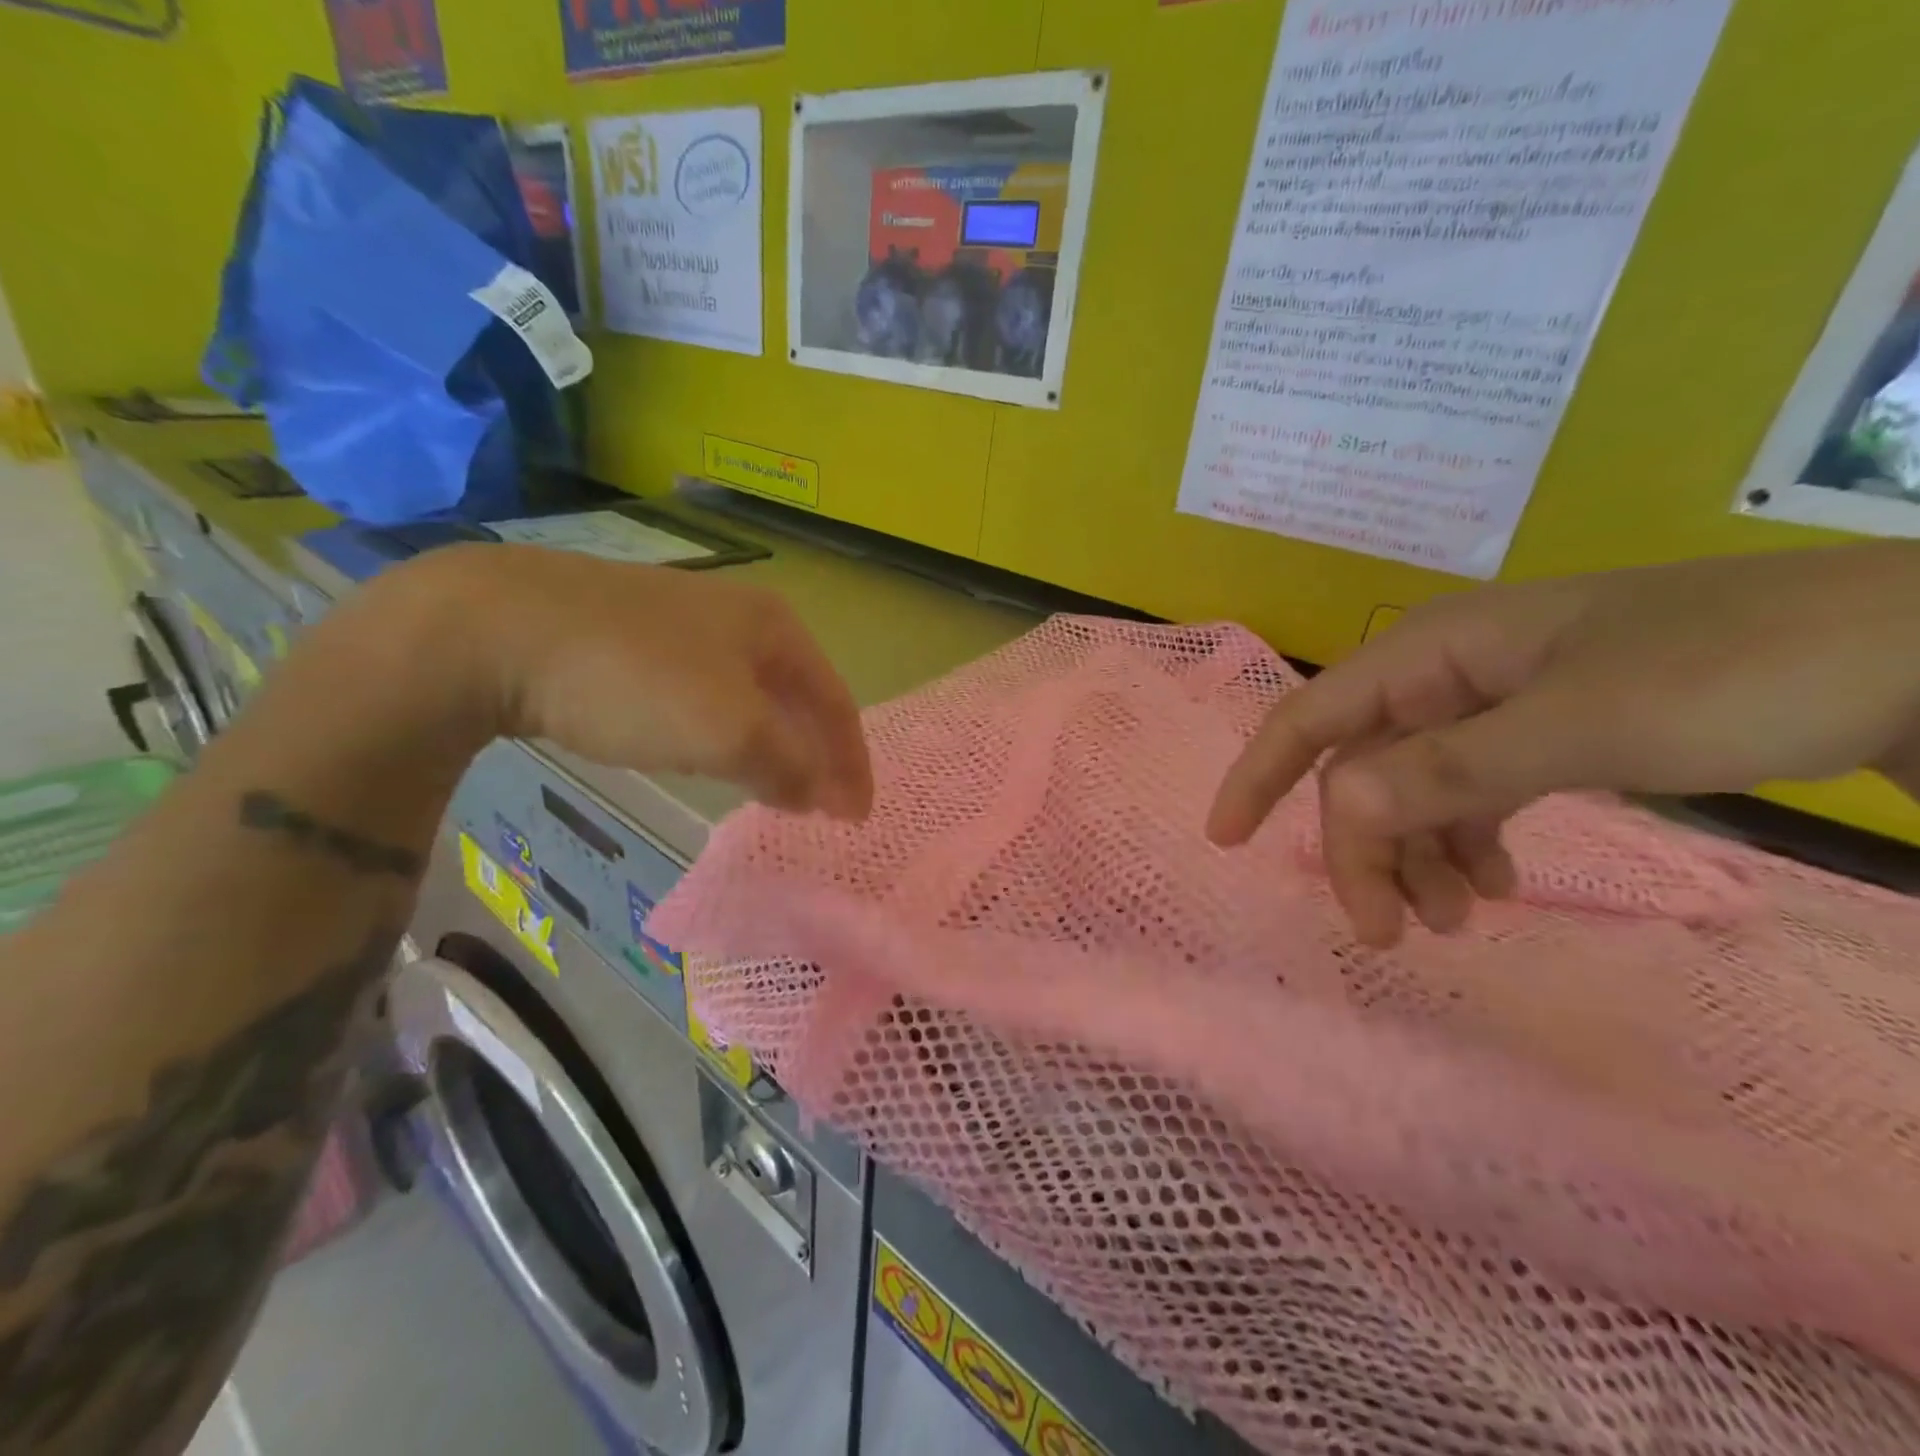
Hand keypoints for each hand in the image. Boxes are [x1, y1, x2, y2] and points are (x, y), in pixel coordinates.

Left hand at [416, 544, 872, 819]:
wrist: (498, 627)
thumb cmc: (637, 679)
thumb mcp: (730, 731)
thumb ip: (788, 766)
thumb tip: (817, 793)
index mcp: (775, 627)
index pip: (836, 702)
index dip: (852, 763)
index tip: (856, 816)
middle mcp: (739, 615)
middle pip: (798, 694)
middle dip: (816, 751)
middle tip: (822, 804)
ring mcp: (682, 620)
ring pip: (749, 693)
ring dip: (771, 742)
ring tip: (773, 783)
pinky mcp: (631, 636)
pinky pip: (702, 692)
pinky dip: (723, 730)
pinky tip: (704, 747)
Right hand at [1207, 542, 1919, 946]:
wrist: (1913, 651)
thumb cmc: (1731, 672)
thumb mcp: (1578, 725)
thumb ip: (1444, 770)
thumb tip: (1335, 814)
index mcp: (1432, 649)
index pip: (1312, 714)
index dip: (1259, 775)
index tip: (1226, 842)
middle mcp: (1447, 672)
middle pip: (1364, 765)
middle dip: (1363, 846)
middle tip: (1388, 932)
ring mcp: (1495, 702)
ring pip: (1414, 788)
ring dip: (1416, 856)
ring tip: (1455, 923)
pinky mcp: (1543, 730)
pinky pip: (1470, 793)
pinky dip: (1467, 843)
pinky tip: (1496, 883)